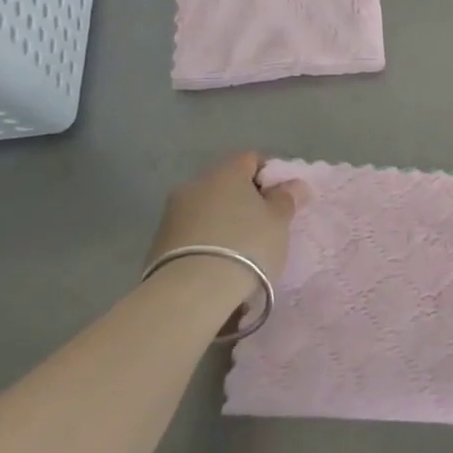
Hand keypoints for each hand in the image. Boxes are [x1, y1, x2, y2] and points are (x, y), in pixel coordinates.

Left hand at [146, 152, 308, 291]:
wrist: (191, 293)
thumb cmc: (246, 246)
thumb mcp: (279, 222)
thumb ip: (287, 199)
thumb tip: (294, 185)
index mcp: (226, 171)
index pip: (251, 159)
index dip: (270, 176)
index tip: (281, 200)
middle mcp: (196, 183)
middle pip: (226, 184)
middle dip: (244, 201)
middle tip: (263, 227)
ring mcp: (172, 213)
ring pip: (206, 209)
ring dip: (222, 222)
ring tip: (240, 252)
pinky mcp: (158, 243)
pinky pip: (191, 234)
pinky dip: (205, 242)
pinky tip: (216, 265)